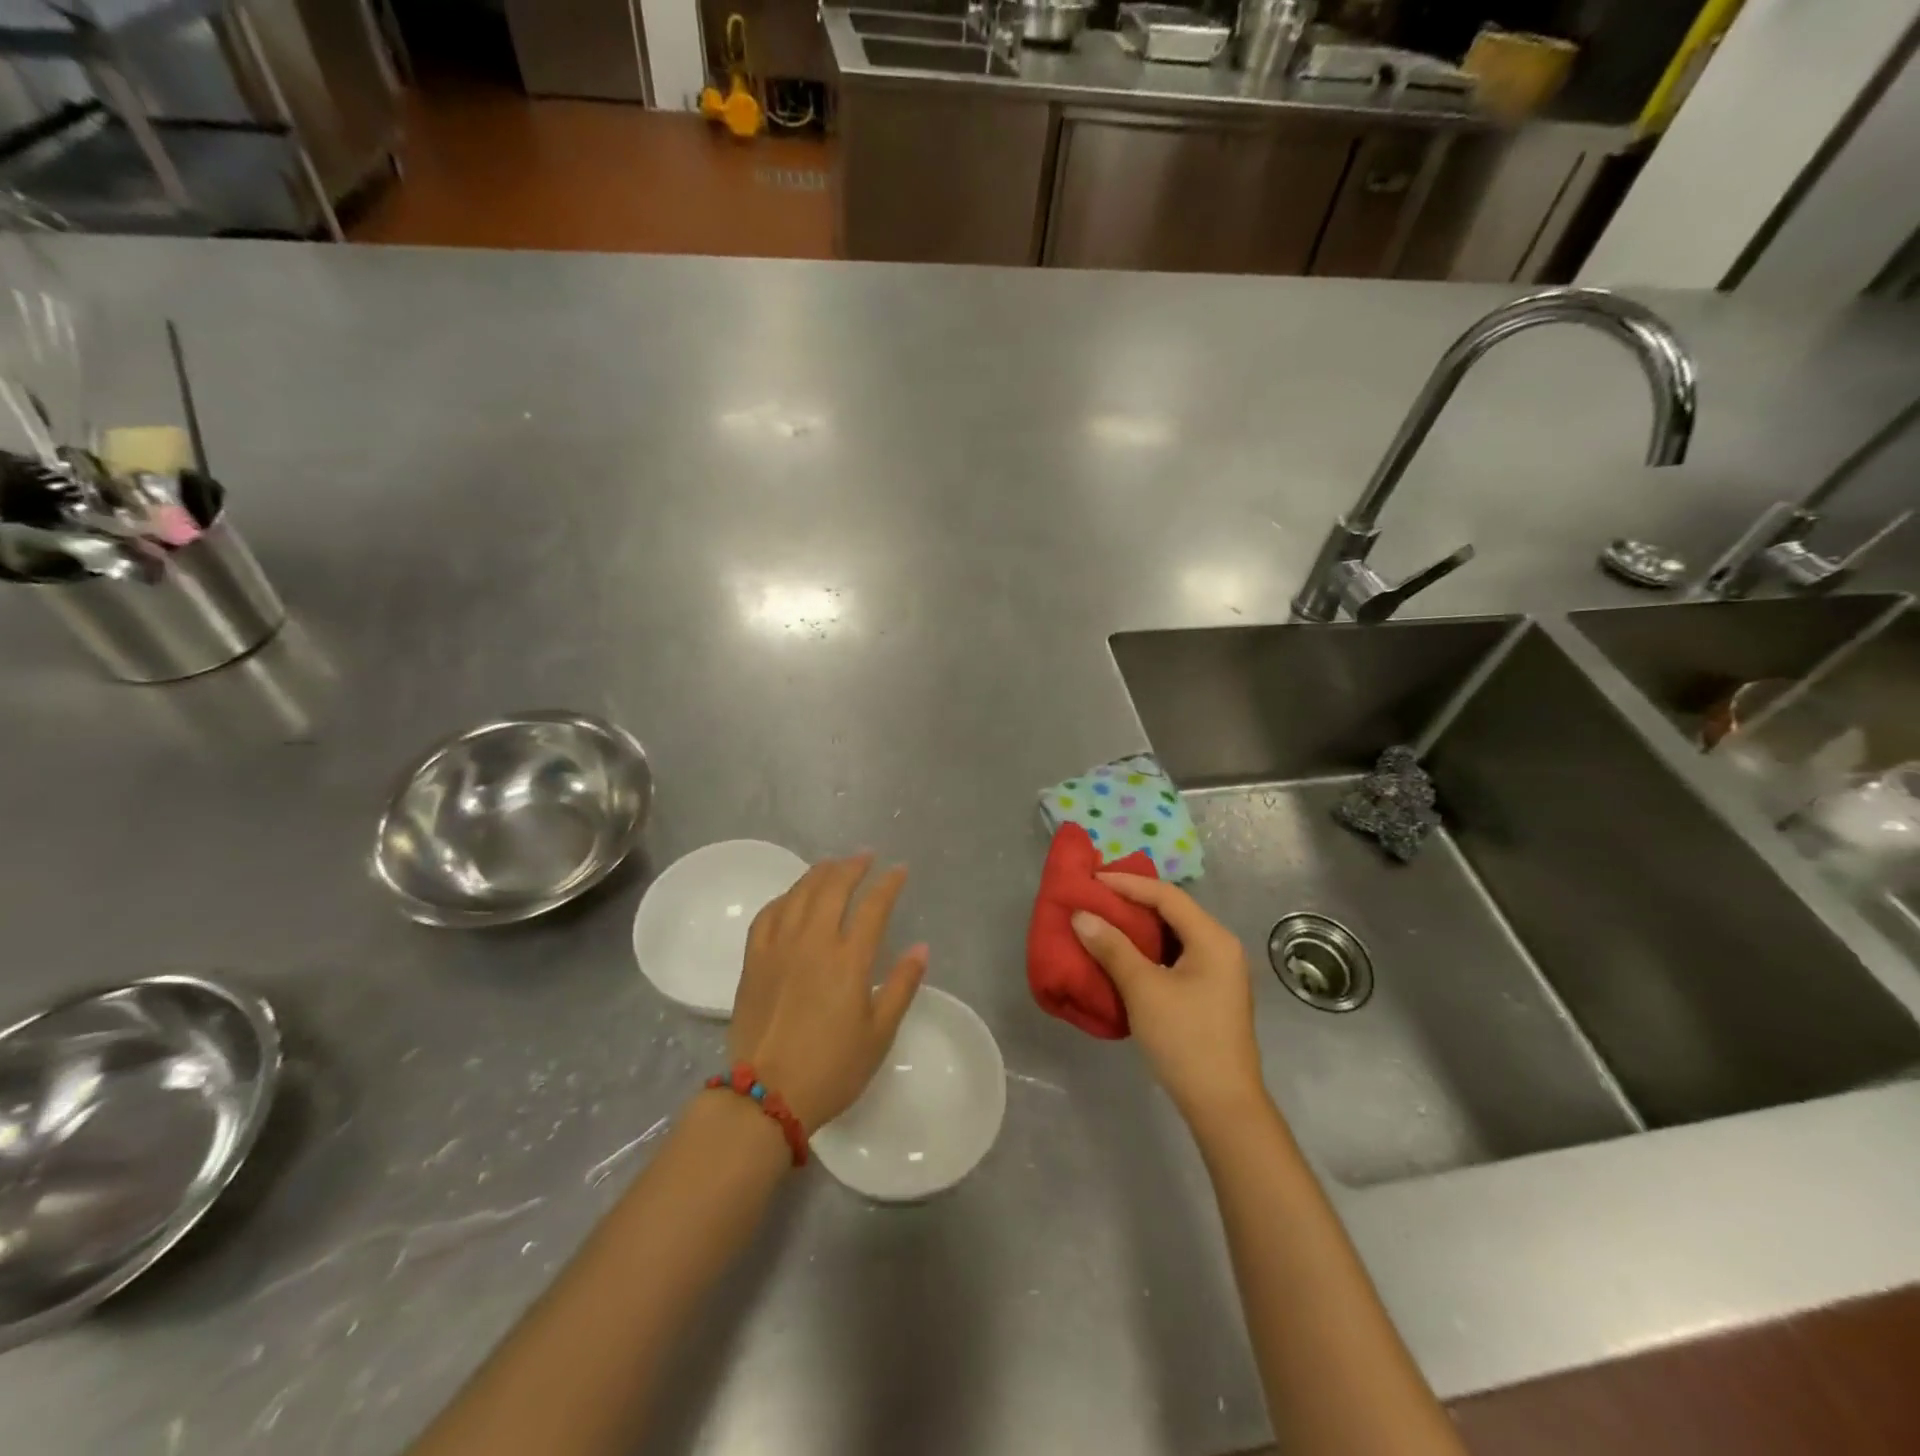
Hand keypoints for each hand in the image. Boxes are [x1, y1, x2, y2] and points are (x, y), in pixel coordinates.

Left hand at [729, 853, 926, 1133]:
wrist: (767, 1095)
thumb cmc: (832, 1068)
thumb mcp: (879, 1034)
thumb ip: (901, 986)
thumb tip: (921, 947)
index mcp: (848, 959)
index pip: (874, 907)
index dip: (889, 884)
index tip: (899, 870)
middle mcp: (813, 942)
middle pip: (833, 888)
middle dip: (853, 866)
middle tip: (866, 856)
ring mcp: (779, 948)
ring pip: (799, 894)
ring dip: (819, 873)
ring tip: (833, 865)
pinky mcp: (753, 961)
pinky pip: (767, 915)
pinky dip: (783, 898)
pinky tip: (791, 897)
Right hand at [1072, 875, 1264, 1124]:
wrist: (1223, 1106)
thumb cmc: (1185, 1040)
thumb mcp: (1143, 989)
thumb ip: (1112, 947)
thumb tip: (1081, 915)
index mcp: (1213, 939)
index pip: (1167, 896)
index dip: (1127, 884)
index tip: (1092, 880)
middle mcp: (1221, 947)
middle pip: (1173, 911)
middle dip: (1132, 902)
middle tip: (1094, 897)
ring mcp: (1218, 972)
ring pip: (1173, 936)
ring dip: (1138, 928)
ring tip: (1102, 921)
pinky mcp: (1210, 994)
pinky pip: (1175, 957)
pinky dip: (1148, 951)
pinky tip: (1123, 956)